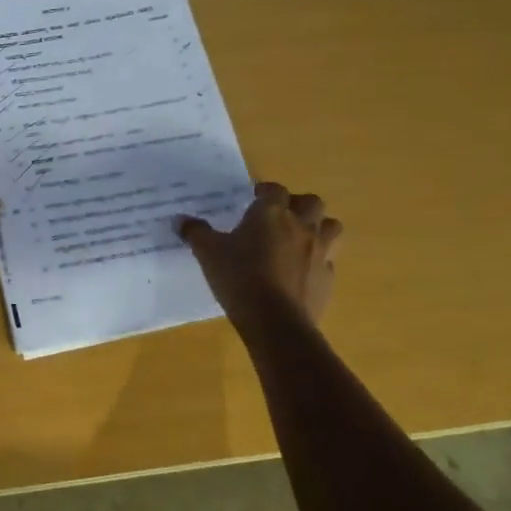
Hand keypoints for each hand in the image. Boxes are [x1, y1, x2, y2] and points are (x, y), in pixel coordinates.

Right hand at [178, 182, 342, 329]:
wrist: (275, 321)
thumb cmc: (239, 277)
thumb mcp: (208, 252)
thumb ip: (195, 232)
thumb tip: (180, 220)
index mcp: (271, 213)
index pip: (274, 190)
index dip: (265, 191)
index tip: (254, 198)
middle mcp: (301, 226)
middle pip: (312, 202)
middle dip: (298, 204)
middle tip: (280, 215)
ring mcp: (319, 253)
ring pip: (331, 227)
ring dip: (318, 227)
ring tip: (299, 238)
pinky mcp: (327, 279)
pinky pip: (328, 261)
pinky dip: (317, 261)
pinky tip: (300, 271)